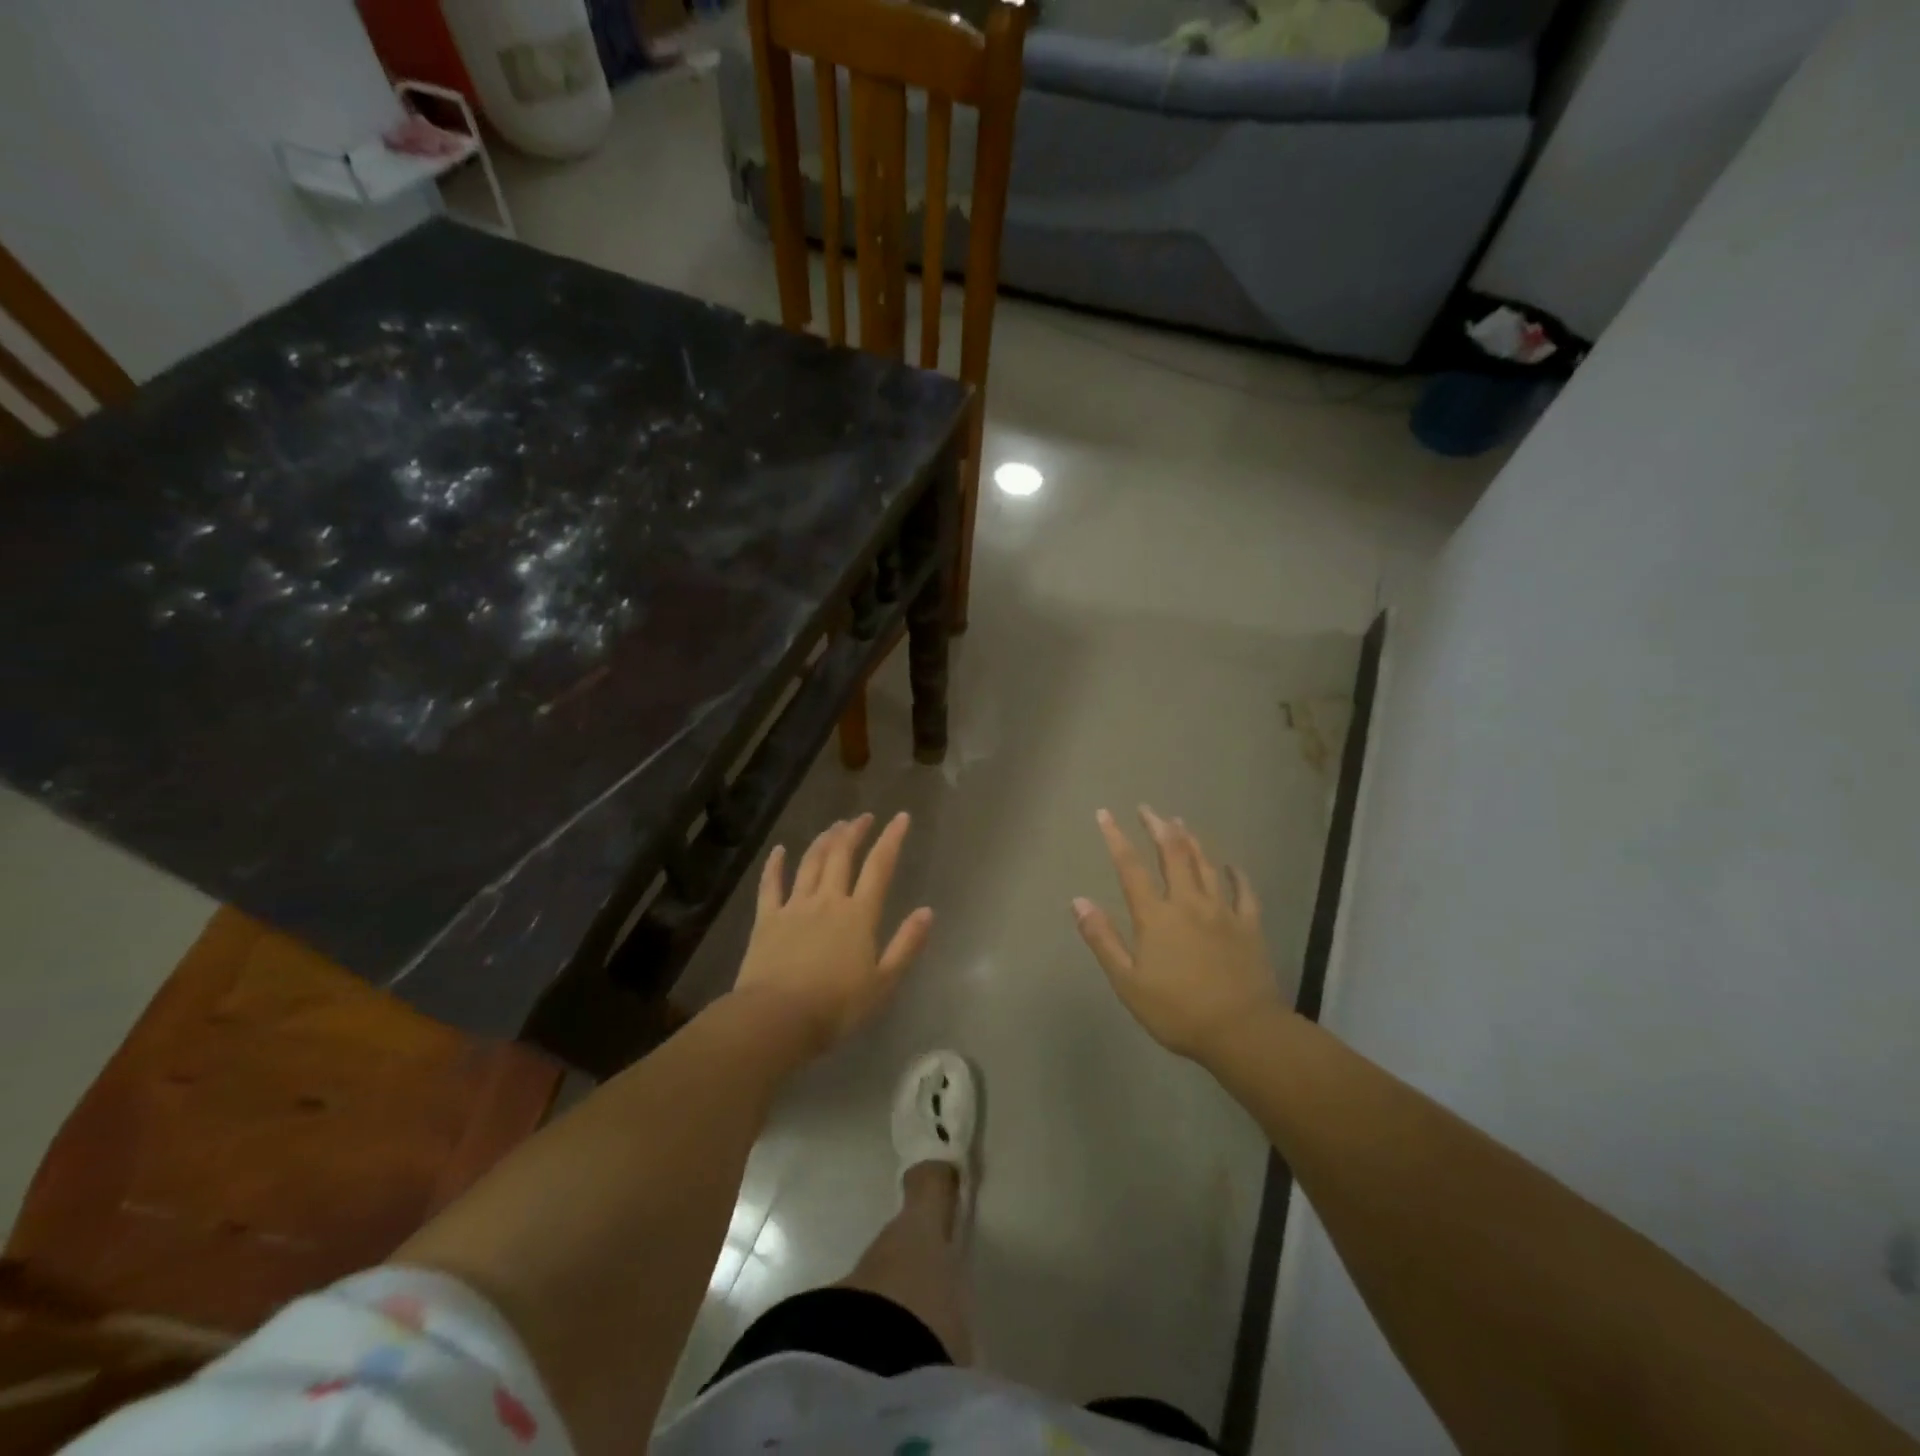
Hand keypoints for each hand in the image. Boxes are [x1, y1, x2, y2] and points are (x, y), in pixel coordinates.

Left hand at [732, 812, 932, 1053]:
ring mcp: (794, 906)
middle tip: (864, 817)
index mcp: (859, 915)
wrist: (777, 1019)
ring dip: (824, 841)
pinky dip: (775, 864)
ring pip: (810, 863)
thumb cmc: (836, 1007)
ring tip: (834, 826)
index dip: (891, 839)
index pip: (880, 867)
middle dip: (855, 832)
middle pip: (842, 855)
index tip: (901, 817)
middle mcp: (828, 900)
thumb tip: (927, 911)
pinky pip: (771, 884)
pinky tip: (780, 850)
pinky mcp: (766, 919)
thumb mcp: (883, 983)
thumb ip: (906, 945)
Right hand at [1073, 806, 1281, 1059]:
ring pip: (1206, 865)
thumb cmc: (1177, 1011)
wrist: (1242, 1032)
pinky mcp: (1249, 926)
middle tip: (1148, 809)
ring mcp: (1223, 912)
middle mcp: (1188, 903)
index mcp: (1156, 916)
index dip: (1116, 838)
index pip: (1130, 868)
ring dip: (1191, 841)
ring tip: (1181, 822)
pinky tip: (1231, 864)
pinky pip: (1244, 892)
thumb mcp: (1128, 982)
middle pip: (1172, 854)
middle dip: (1158, 827)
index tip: (1105, 814)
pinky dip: (1236, 874)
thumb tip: (1078, 900)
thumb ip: (1103, 939)